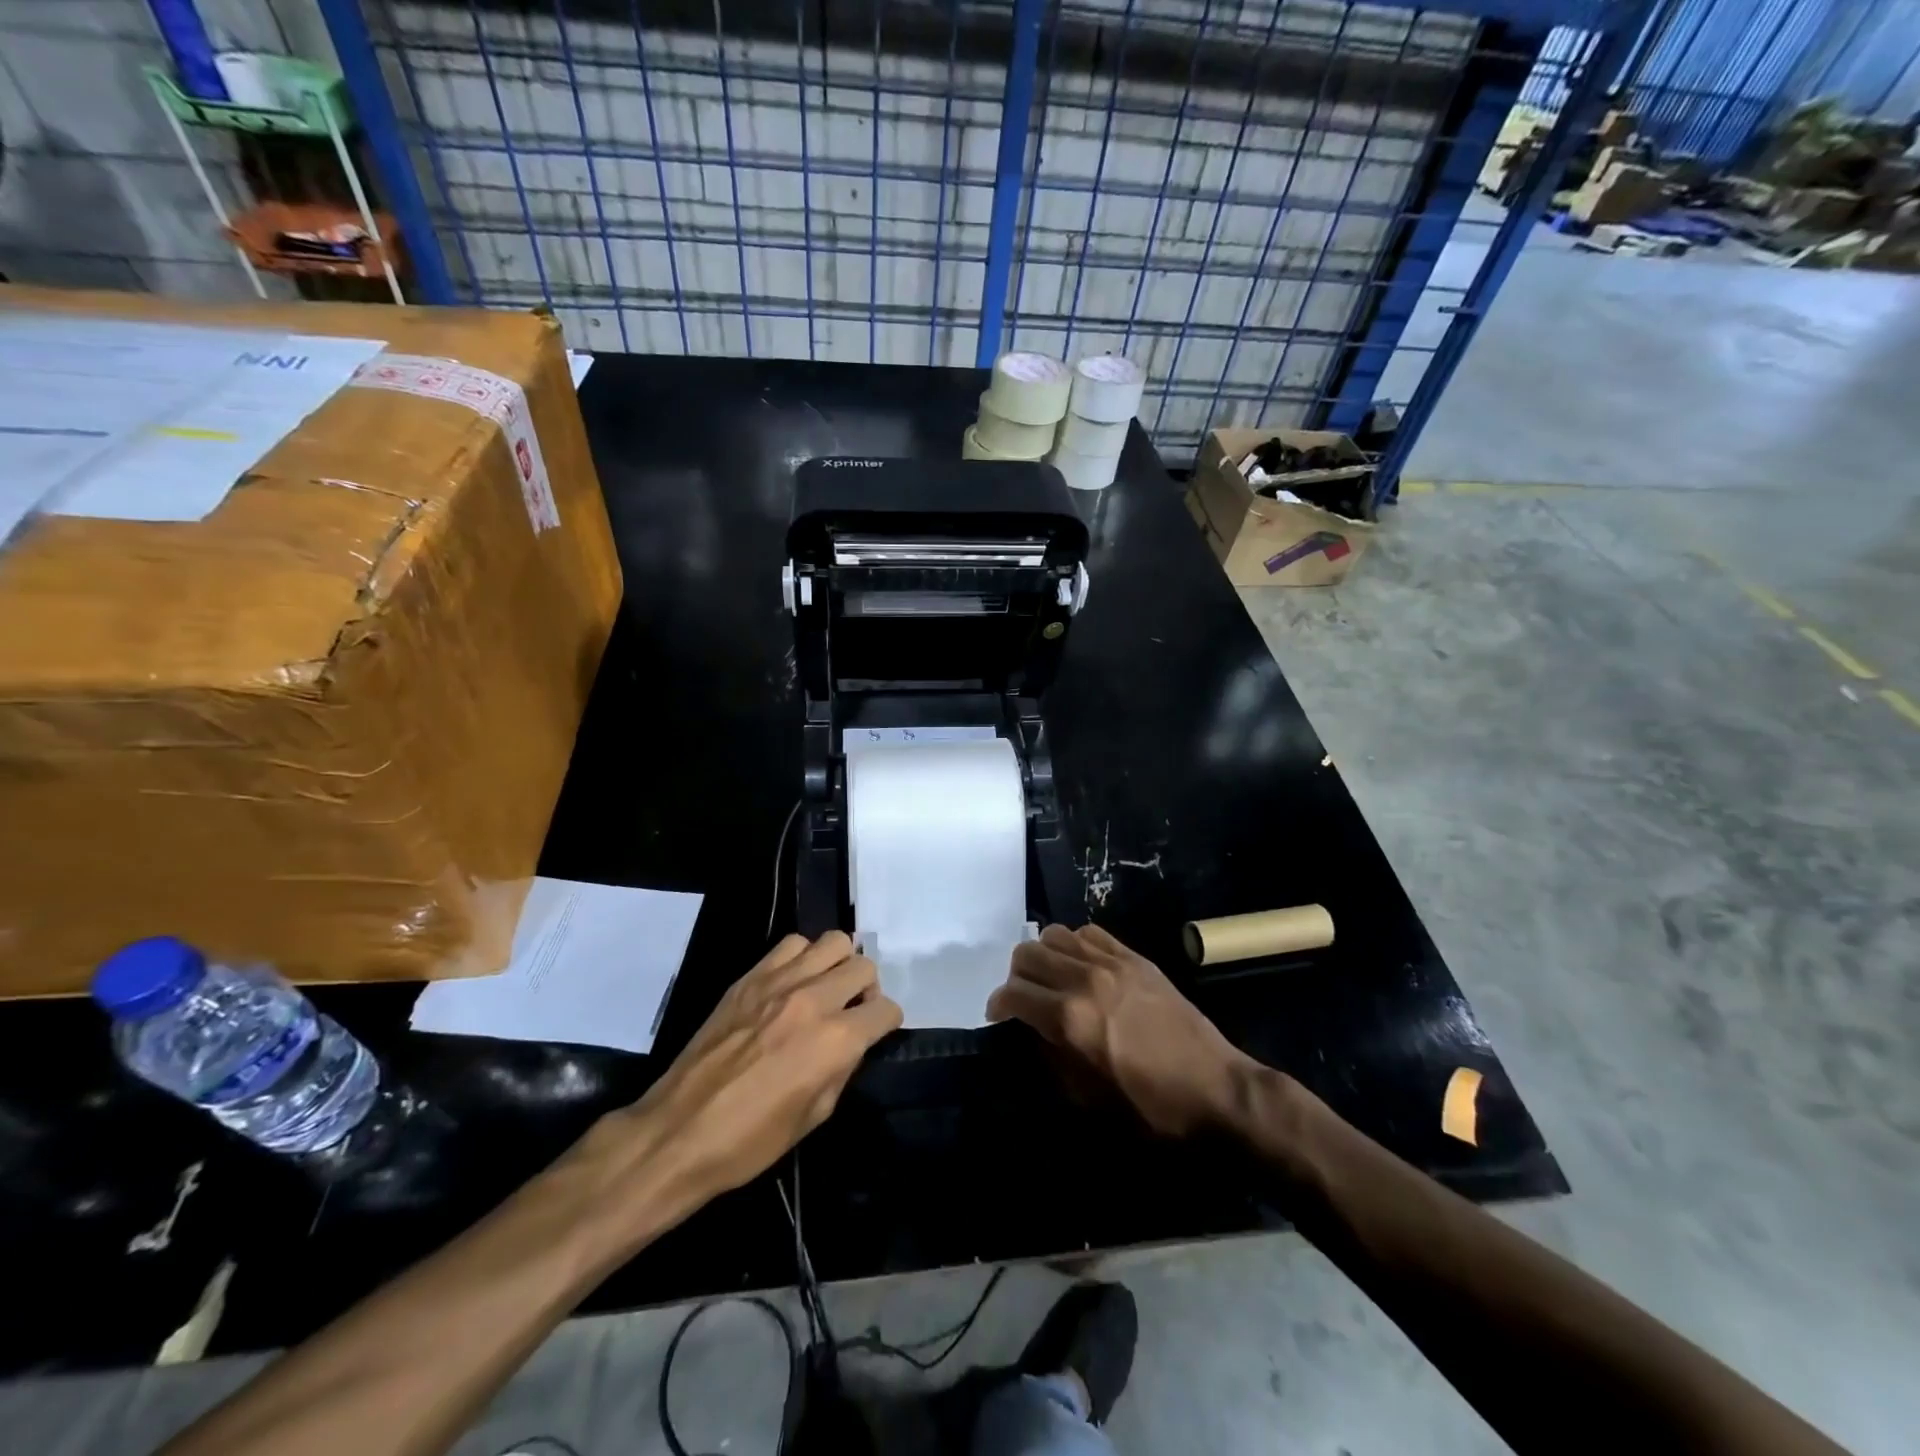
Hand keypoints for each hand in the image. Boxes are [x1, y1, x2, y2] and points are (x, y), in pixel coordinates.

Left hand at [604, 932, 900, 1211]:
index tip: (876, 1032)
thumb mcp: (816, 1115)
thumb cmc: (751, 1140)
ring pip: (833, 942)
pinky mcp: (750, 977)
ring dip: (838, 964)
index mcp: (836, 1041)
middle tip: (851, 1010)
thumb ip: (843, 1067)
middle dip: (867, 989)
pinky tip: (793, 982)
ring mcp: (779, 982)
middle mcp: (814, 1000)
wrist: (679, 1132)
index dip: (886, 1022)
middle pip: (864, 966)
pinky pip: (792, 944)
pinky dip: (803, 958)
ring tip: (824, 988)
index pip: (886, 1009)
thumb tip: (853, 1041)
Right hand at [988, 924, 1256, 1135]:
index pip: (1013, 992)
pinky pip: (1090, 933)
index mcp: (1070, 1018)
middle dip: (1016, 977)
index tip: (998, 1017)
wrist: (1215, 1089)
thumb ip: (1050, 1055)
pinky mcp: (1134, 957)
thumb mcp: (1087, 1096)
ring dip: (1043, 955)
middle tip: (1024, 999)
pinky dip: (1075, 945)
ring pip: (1055, 935)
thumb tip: (1030, 1031)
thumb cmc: (1149, 1107)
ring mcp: (1112, 963)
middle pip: (1027, 953)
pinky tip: (1080, 966)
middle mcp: (1085, 979)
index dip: (997, 1004)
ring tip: (1051, 979)